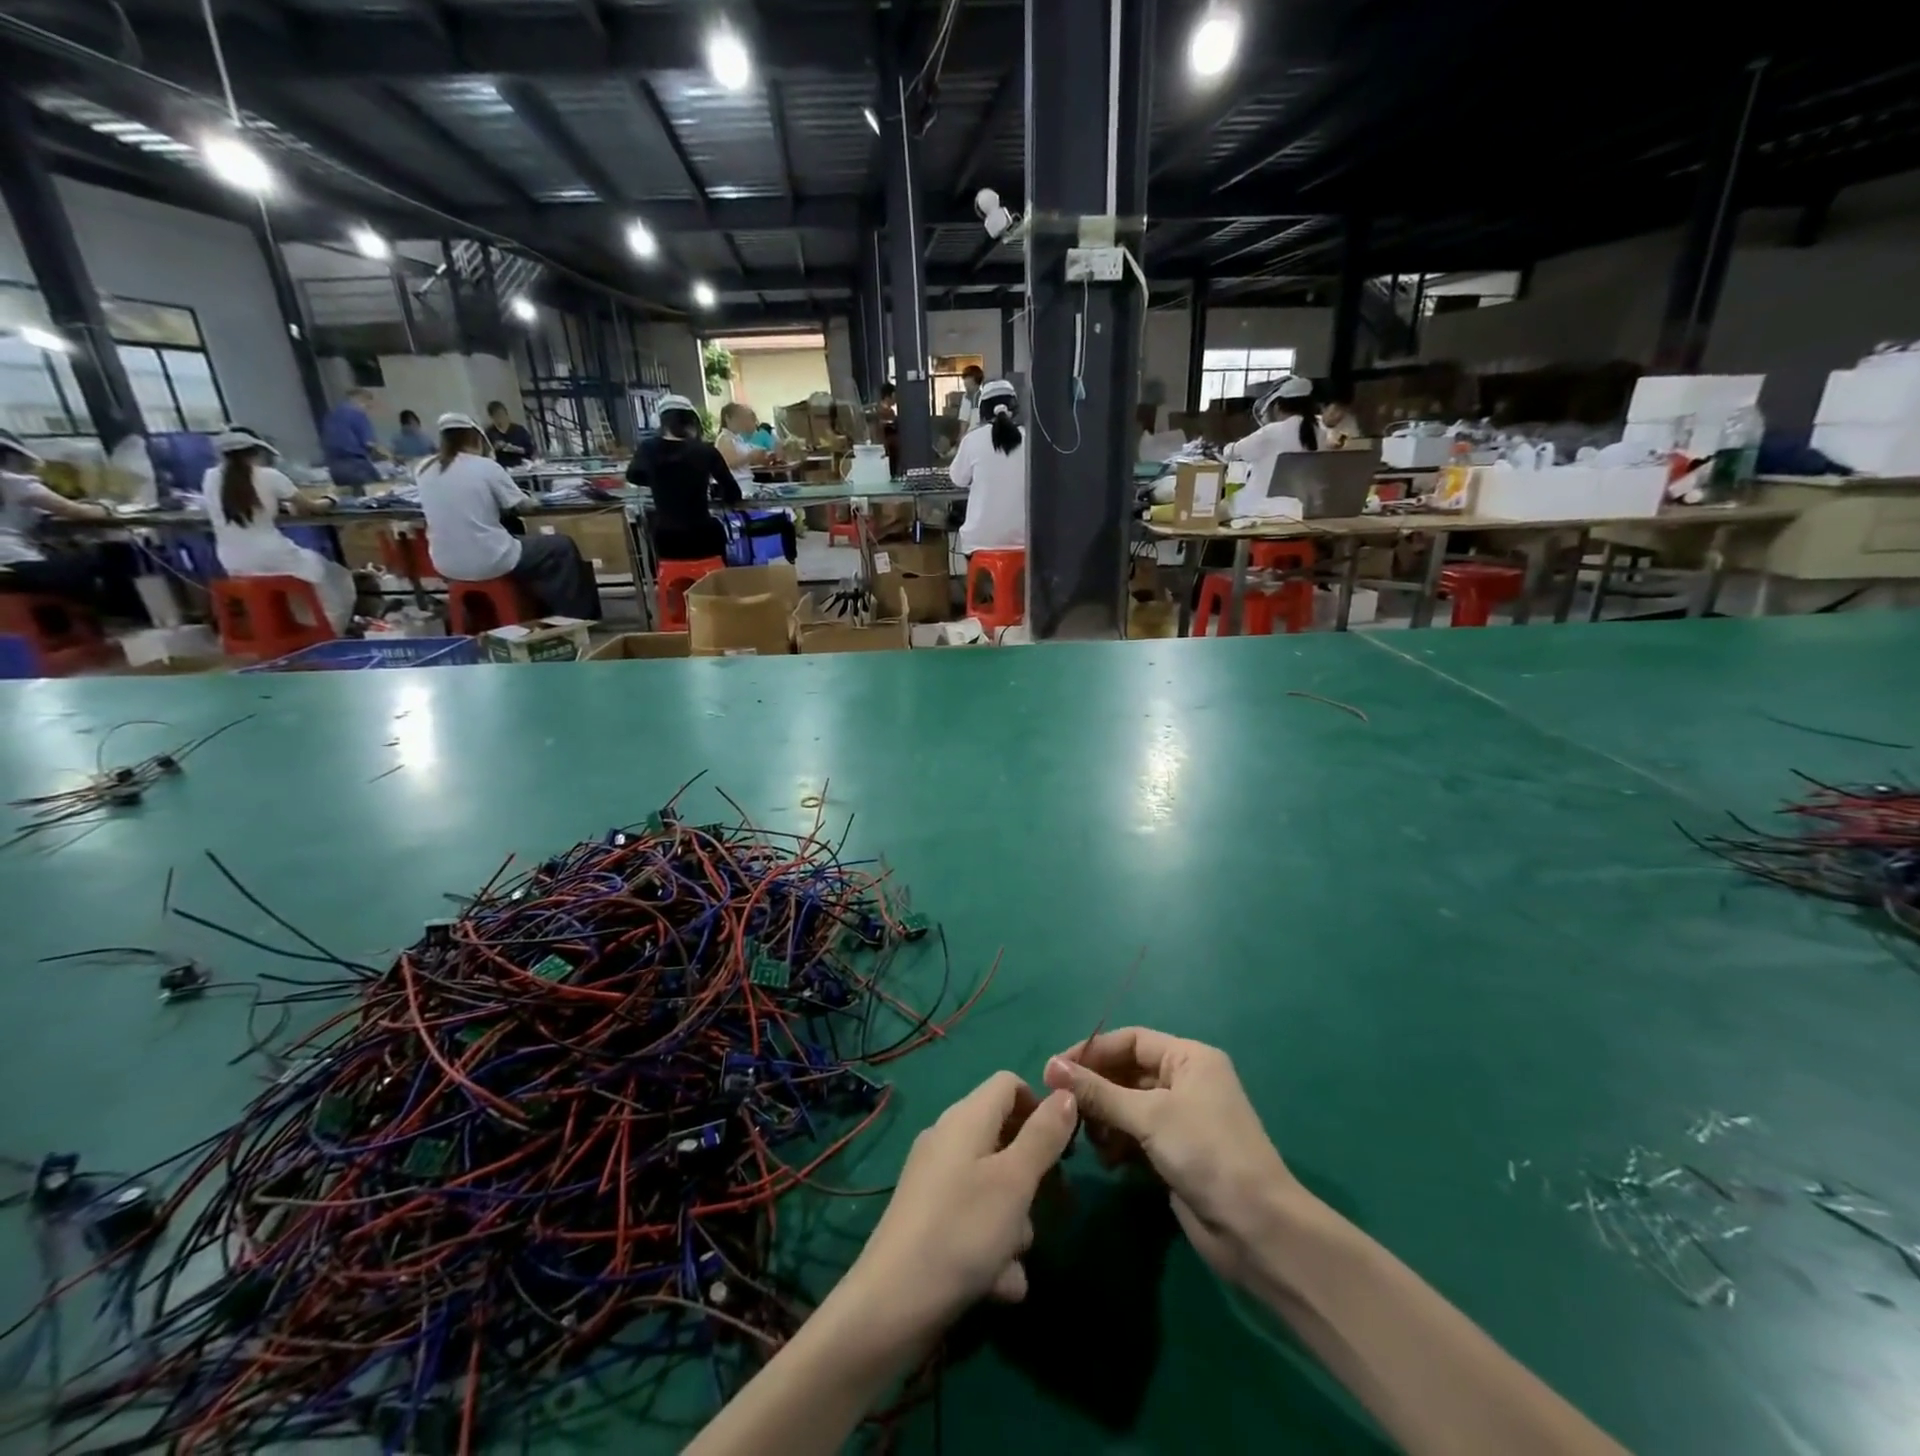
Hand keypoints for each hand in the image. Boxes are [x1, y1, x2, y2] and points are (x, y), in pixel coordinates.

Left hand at [847, 1072, 1075, 1341]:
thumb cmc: (962, 1231)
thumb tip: (1066, 1092)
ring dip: (1014, 1223)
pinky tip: (999, 1285)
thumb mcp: (1014, 1181)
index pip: (1009, 1084)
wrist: (891, 1306)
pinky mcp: (929, 1221)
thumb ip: (1043, 1135)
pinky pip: (974, 1221)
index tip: (1063, 1147)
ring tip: (1014, 1258)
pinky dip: (991, 1248)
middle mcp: (948, 1141)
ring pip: (994, 1188)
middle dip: (1032, 1177)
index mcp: (965, 1118)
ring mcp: (935, 1182)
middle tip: (1053, 1206)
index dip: (1040, 1107)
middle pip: (1005, 1139)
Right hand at [1044, 1029, 1299, 1282]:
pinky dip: (1118, 1143)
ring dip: (1104, 1119)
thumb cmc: (1206, 1153)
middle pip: (1126, 1072)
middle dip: (1095, 1089)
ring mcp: (1181, 1119)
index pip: (1130, 1040)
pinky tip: (1107, 1161)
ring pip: (1127, 1106)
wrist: (1257, 1230)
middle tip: (1061, 1107)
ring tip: (1086, 1138)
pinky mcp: (1176, 1154)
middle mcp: (1185, 1081)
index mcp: (1189, 1058)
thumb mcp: (1149, 1115)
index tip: (1054, 1070)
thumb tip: (1051, 1067)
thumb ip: (1098, 1092)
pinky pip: (1136, 1136)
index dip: (1093, 1051)